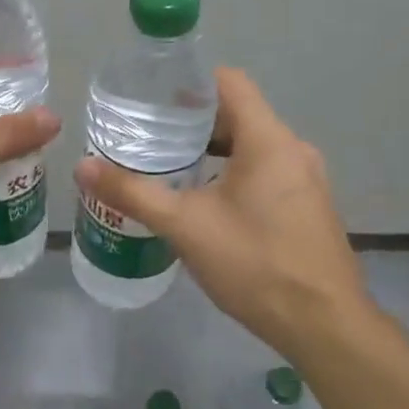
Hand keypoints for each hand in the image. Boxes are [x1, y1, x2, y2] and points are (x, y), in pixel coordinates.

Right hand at [73, 67, 376, 363]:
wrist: (326, 328)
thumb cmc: (256, 264)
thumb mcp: (185, 226)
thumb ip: (133, 193)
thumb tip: (82, 167)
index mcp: (268, 139)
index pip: (228, 82)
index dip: (189, 81)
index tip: (152, 96)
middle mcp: (292, 149)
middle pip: (238, 113)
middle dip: (192, 120)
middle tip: (148, 133)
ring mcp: (305, 179)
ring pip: (251, 145)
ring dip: (212, 149)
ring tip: (169, 165)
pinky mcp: (307, 206)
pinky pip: (265, 171)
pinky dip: (232, 172)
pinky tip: (204, 201)